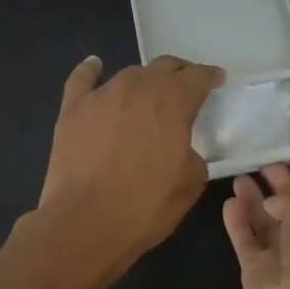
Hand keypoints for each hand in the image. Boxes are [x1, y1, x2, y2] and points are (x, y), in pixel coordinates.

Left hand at [37, 54, 222, 271]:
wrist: (85, 222)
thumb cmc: (145, 206)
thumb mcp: (190, 184)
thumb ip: (194, 155)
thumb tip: (183, 149)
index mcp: (172, 102)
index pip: (197, 77)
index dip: (210, 76)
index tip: (216, 80)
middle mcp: (137, 87)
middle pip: (164, 67)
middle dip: (179, 73)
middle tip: (186, 86)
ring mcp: (102, 95)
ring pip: (129, 74)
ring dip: (145, 81)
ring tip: (148, 94)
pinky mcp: (72, 109)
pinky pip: (82, 79)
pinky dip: (91, 70)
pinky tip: (95, 66)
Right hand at [222, 157, 289, 288]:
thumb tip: (272, 201)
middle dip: (279, 181)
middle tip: (260, 159)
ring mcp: (283, 254)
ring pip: (266, 220)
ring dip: (254, 198)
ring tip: (239, 175)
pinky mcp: (256, 270)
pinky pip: (246, 240)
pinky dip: (237, 222)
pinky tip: (229, 202)